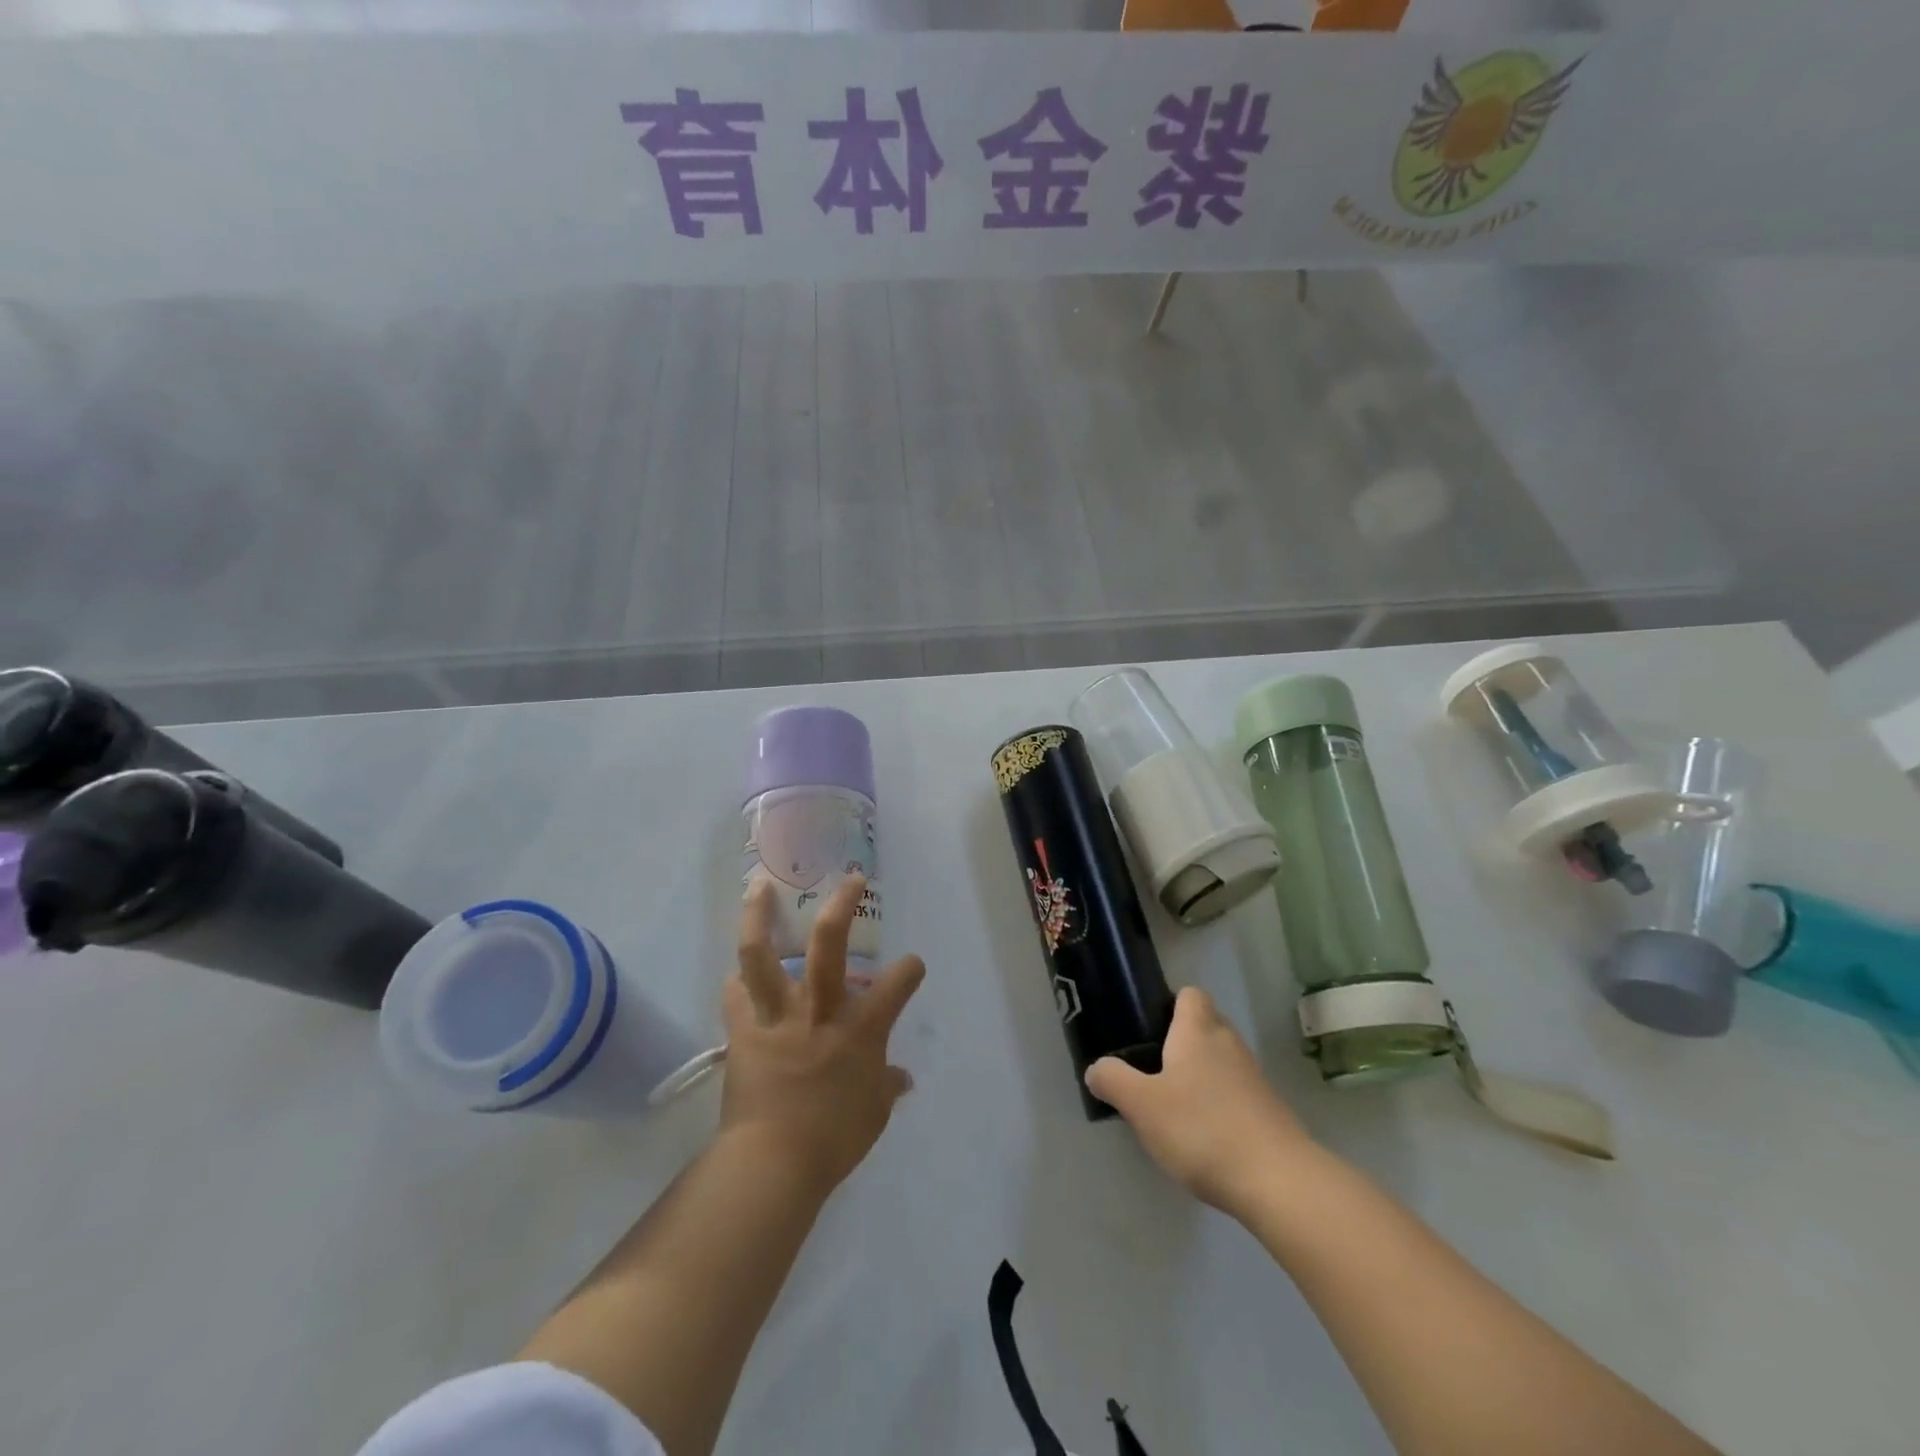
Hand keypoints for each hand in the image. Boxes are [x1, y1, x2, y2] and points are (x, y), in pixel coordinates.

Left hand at [722, 875, 925, 1193]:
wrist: (774, 1163)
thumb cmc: (834, 1139)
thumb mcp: (873, 1113)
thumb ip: (886, 1086)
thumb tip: (901, 1077)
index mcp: (861, 1027)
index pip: (898, 983)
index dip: (909, 970)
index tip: (911, 966)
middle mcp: (820, 1008)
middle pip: (830, 942)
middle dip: (842, 905)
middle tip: (849, 879)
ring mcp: (778, 1015)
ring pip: (762, 954)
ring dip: (758, 916)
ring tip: (758, 886)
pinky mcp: (743, 1032)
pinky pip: (736, 996)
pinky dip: (736, 983)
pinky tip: (736, 973)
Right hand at [1086, 986, 1314, 1214]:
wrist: (1279, 1181)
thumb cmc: (1202, 1129)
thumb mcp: (1142, 1105)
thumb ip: (1113, 1080)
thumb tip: (1096, 1068)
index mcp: (1197, 1031)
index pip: (1190, 994)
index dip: (1170, 1004)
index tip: (1148, 1027)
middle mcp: (1228, 1044)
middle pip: (1206, 1025)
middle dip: (1182, 1041)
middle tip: (1153, 1068)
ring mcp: (1254, 1078)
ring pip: (1222, 1060)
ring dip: (1201, 1074)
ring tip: (1174, 1105)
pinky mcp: (1270, 1111)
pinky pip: (1237, 1092)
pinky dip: (1220, 1103)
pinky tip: (1203, 1135)